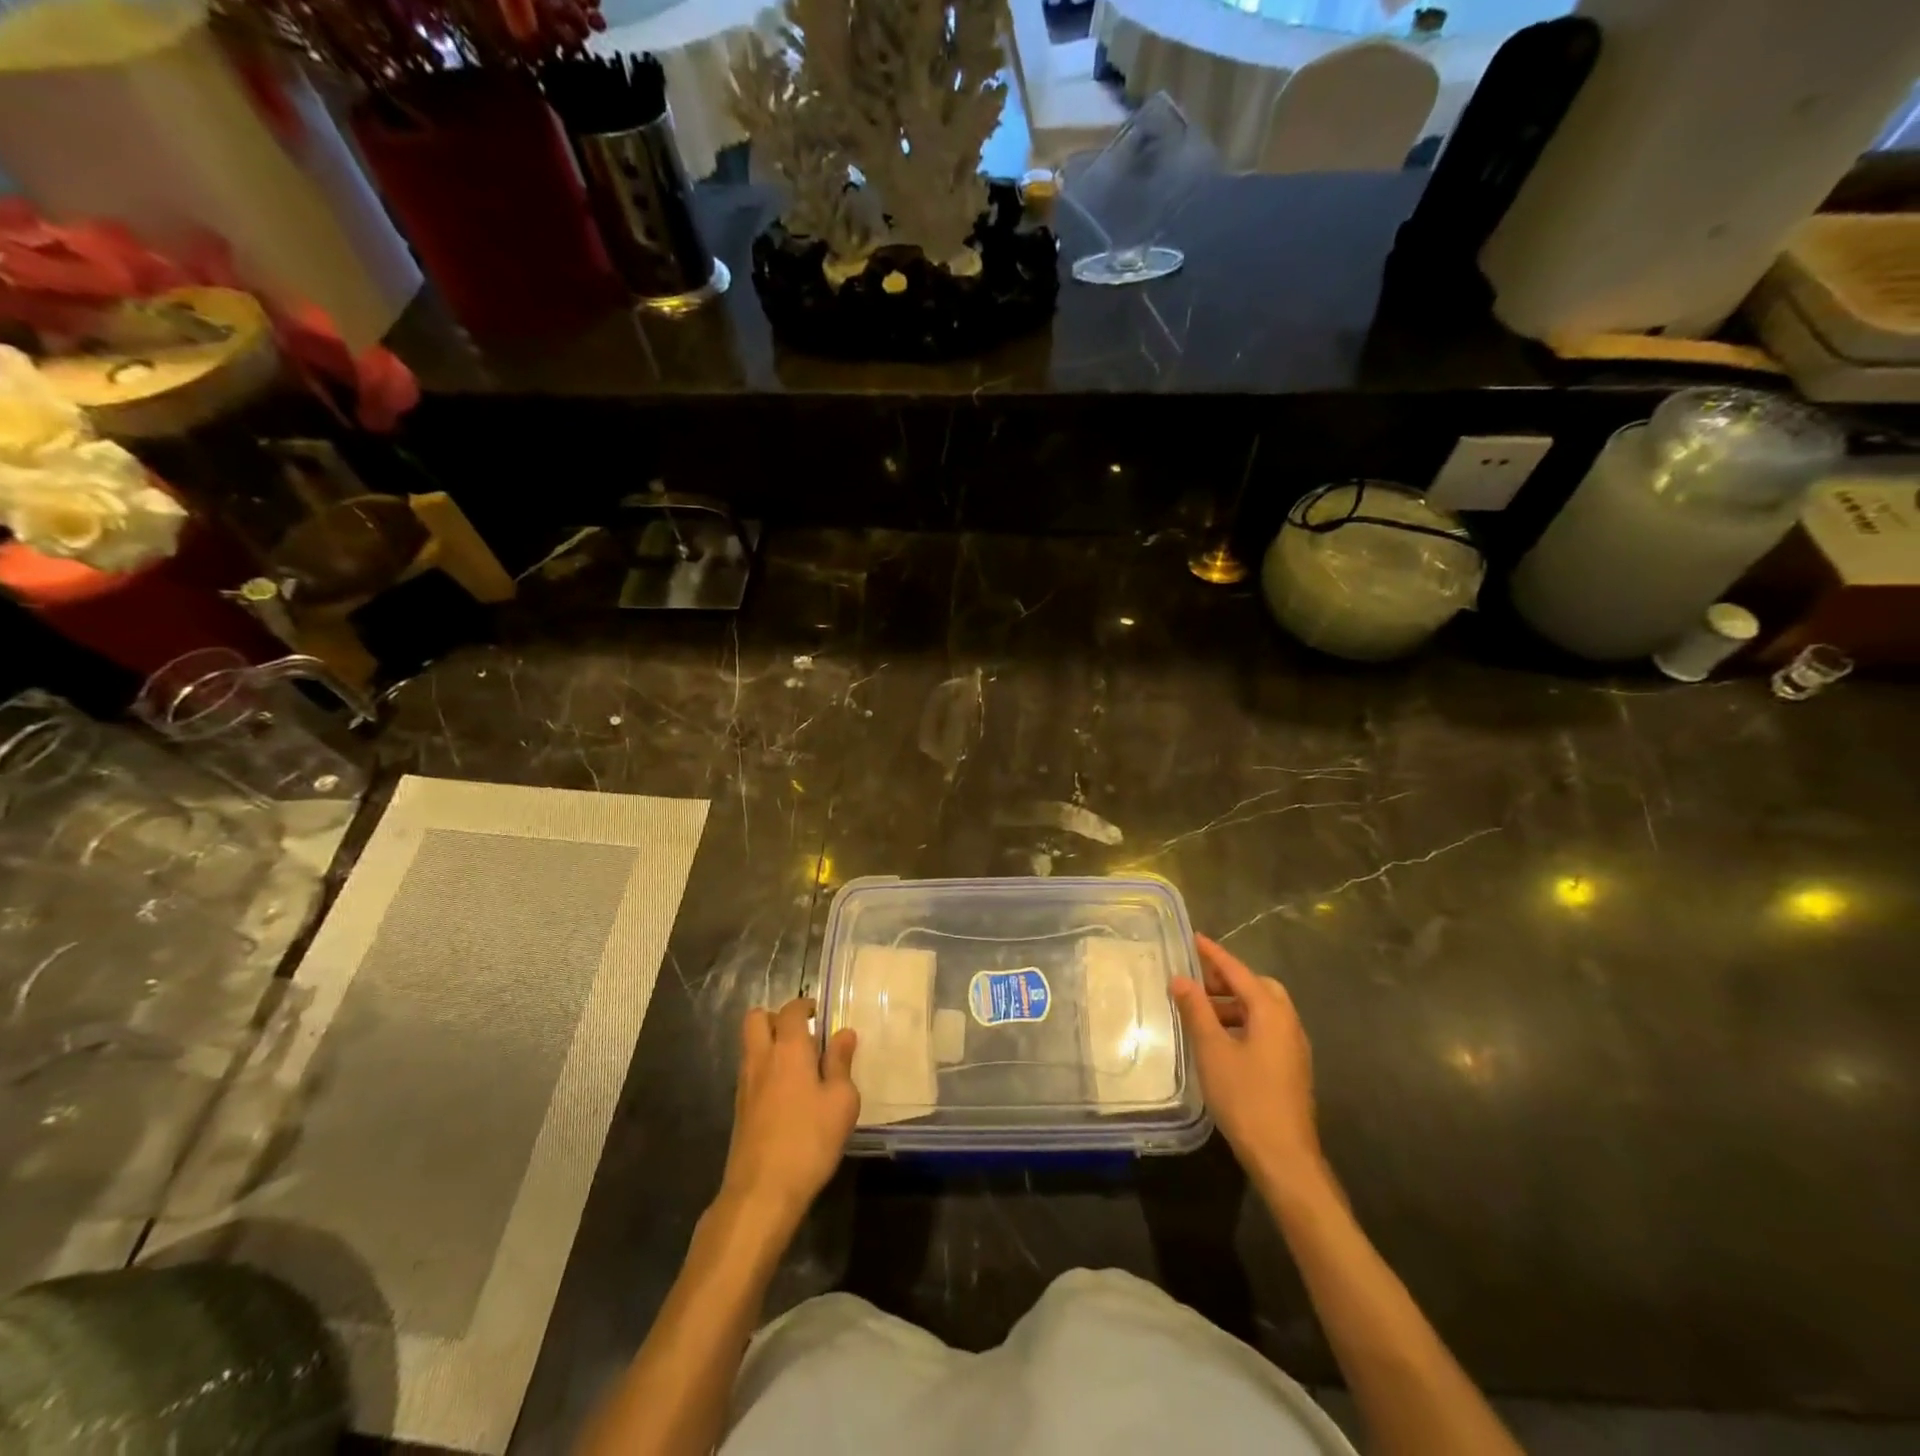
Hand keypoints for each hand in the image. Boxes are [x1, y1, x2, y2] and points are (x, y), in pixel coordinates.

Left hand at [719, 999, 858, 1226]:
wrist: (761, 1192)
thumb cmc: (809, 1140)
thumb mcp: (841, 1102)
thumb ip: (841, 1063)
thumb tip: (843, 1033)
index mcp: (788, 1049)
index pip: (791, 1010)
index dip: (806, 1006)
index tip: (821, 1016)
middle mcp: (761, 1058)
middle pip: (756, 1019)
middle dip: (777, 1018)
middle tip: (803, 1035)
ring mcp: (745, 1084)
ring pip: (750, 1045)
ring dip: (770, 1044)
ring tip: (800, 1067)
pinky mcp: (739, 1109)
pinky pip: (750, 1072)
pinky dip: (766, 1071)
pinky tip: (788, 1096)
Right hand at [1172, 935, 1325, 1195]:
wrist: (1284, 1157)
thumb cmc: (1245, 1098)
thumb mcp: (1212, 1050)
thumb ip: (1196, 1010)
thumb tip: (1181, 979)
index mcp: (1271, 1012)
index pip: (1239, 971)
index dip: (1214, 955)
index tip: (1194, 938)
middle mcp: (1288, 1023)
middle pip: (1257, 987)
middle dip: (1227, 980)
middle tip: (1196, 981)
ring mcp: (1293, 1047)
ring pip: (1262, 1010)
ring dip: (1233, 1003)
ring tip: (1201, 1012)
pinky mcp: (1291, 1067)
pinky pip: (1265, 1029)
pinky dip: (1242, 1022)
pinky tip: (1219, 1040)